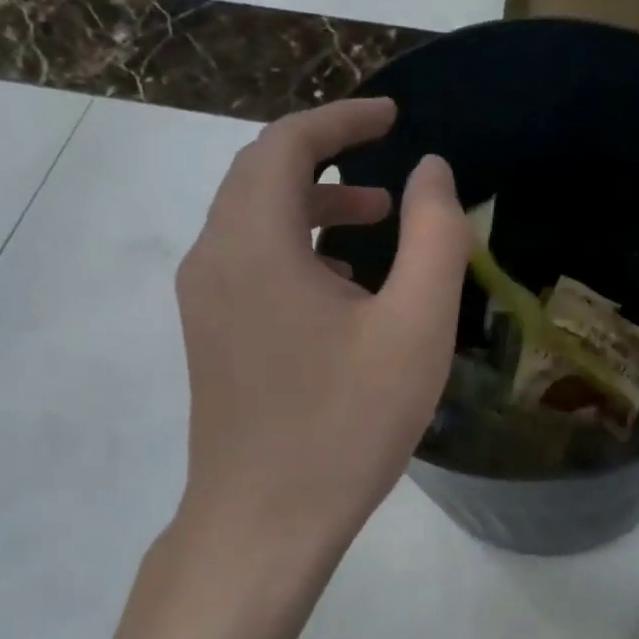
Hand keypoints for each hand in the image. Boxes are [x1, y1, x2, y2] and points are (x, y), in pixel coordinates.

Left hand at [170, 97, 470, 571]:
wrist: (264, 523)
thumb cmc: (345, 424)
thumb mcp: (415, 327)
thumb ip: (434, 237)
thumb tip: (430, 170)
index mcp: (255, 243)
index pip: (286, 145)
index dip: (341, 118)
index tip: (394, 115)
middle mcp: (214, 259)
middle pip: (260, 174)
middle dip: (325, 155)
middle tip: (387, 158)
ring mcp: (205, 301)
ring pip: (254, 220)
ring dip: (313, 204)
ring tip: (378, 219)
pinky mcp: (212, 336)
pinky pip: (251, 262)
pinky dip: (298, 246)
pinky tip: (346, 285)